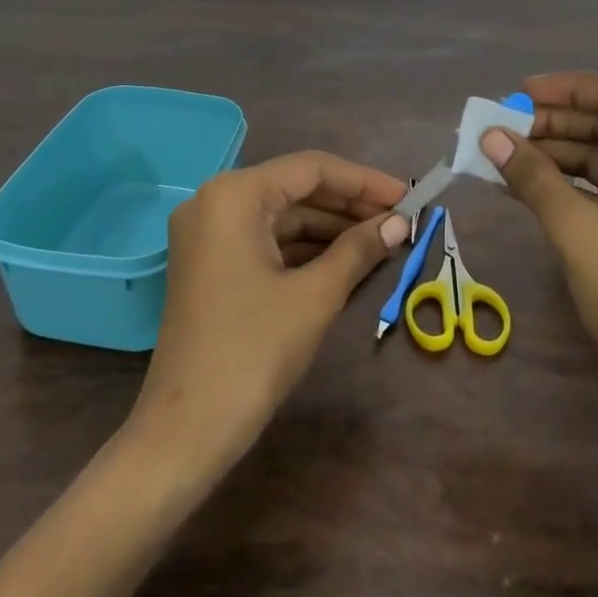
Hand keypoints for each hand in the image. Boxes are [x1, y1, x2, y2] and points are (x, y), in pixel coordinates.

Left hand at [129, 151, 408, 470]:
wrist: (188, 428)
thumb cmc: (254, 350)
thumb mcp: (315, 295)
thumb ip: (358, 249)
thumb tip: (400, 222)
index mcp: (233, 195)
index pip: (310, 168)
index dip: (364, 181)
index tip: (408, 197)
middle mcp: (214, 202)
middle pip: (295, 189)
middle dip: (349, 205)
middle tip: (400, 221)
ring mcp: (208, 234)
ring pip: (282, 216)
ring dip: (330, 228)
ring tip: (382, 241)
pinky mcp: (210, 264)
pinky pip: (266, 241)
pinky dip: (305, 249)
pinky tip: (346, 260)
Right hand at [482, 72, 597, 429]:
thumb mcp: (579, 230)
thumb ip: (533, 176)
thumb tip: (489, 136)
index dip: (572, 88)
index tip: (521, 93)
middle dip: (560, 123)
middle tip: (504, 127)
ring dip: (562, 154)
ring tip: (506, 155)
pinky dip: (575, 185)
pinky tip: (529, 184)